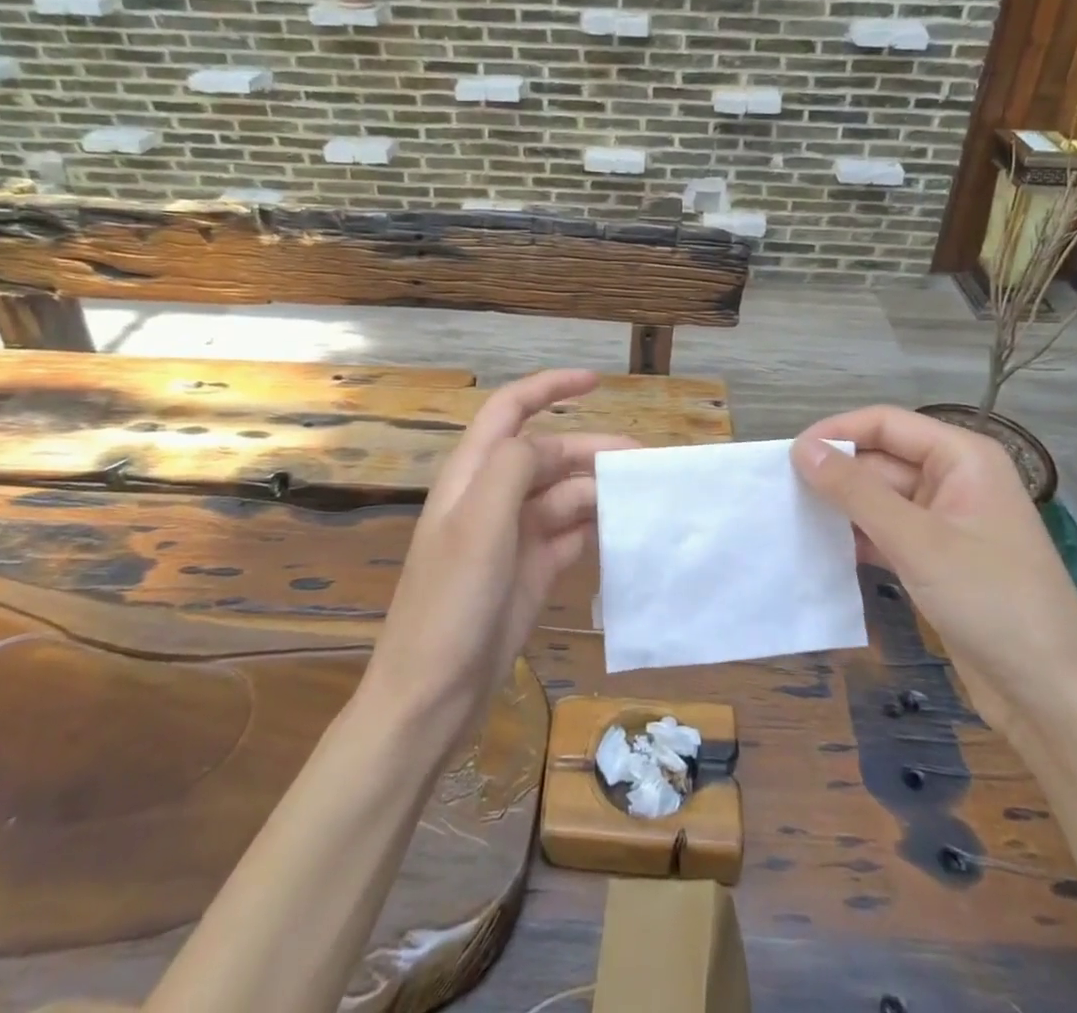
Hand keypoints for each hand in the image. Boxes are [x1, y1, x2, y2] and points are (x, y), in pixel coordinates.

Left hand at [362, 369, 635, 746]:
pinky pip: (571, 534)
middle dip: (592, 449)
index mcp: (472, 475)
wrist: (432, 696)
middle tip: (644, 462)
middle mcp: (492, 497)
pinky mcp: (531, 570)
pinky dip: (597, 526)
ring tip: (644, 496)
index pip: (510, 410)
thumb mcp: (478, 523)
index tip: (596, 381)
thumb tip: (546, 444)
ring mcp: (513, 536)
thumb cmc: (450, 602)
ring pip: (564, 495)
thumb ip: (512, 467)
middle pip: (548, 454)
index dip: (550, 387)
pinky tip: (627, 529)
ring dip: (601, 490)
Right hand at [790, 407, 1076, 737]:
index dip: (836, 433)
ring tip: (791, 518)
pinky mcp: (938, 560)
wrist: (1054, 698)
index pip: (885, 423)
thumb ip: (856, 491)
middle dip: (836, 474)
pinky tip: (822, 549)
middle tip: (781, 493)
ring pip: (880, 498)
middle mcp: (955, 480)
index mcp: (962, 457)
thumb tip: (801, 448)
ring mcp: (947, 522)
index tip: (788, 457)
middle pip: (881, 459)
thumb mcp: (918, 541)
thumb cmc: (992, 602)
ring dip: (842, 507)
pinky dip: (858, 537)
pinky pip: (887, 532)